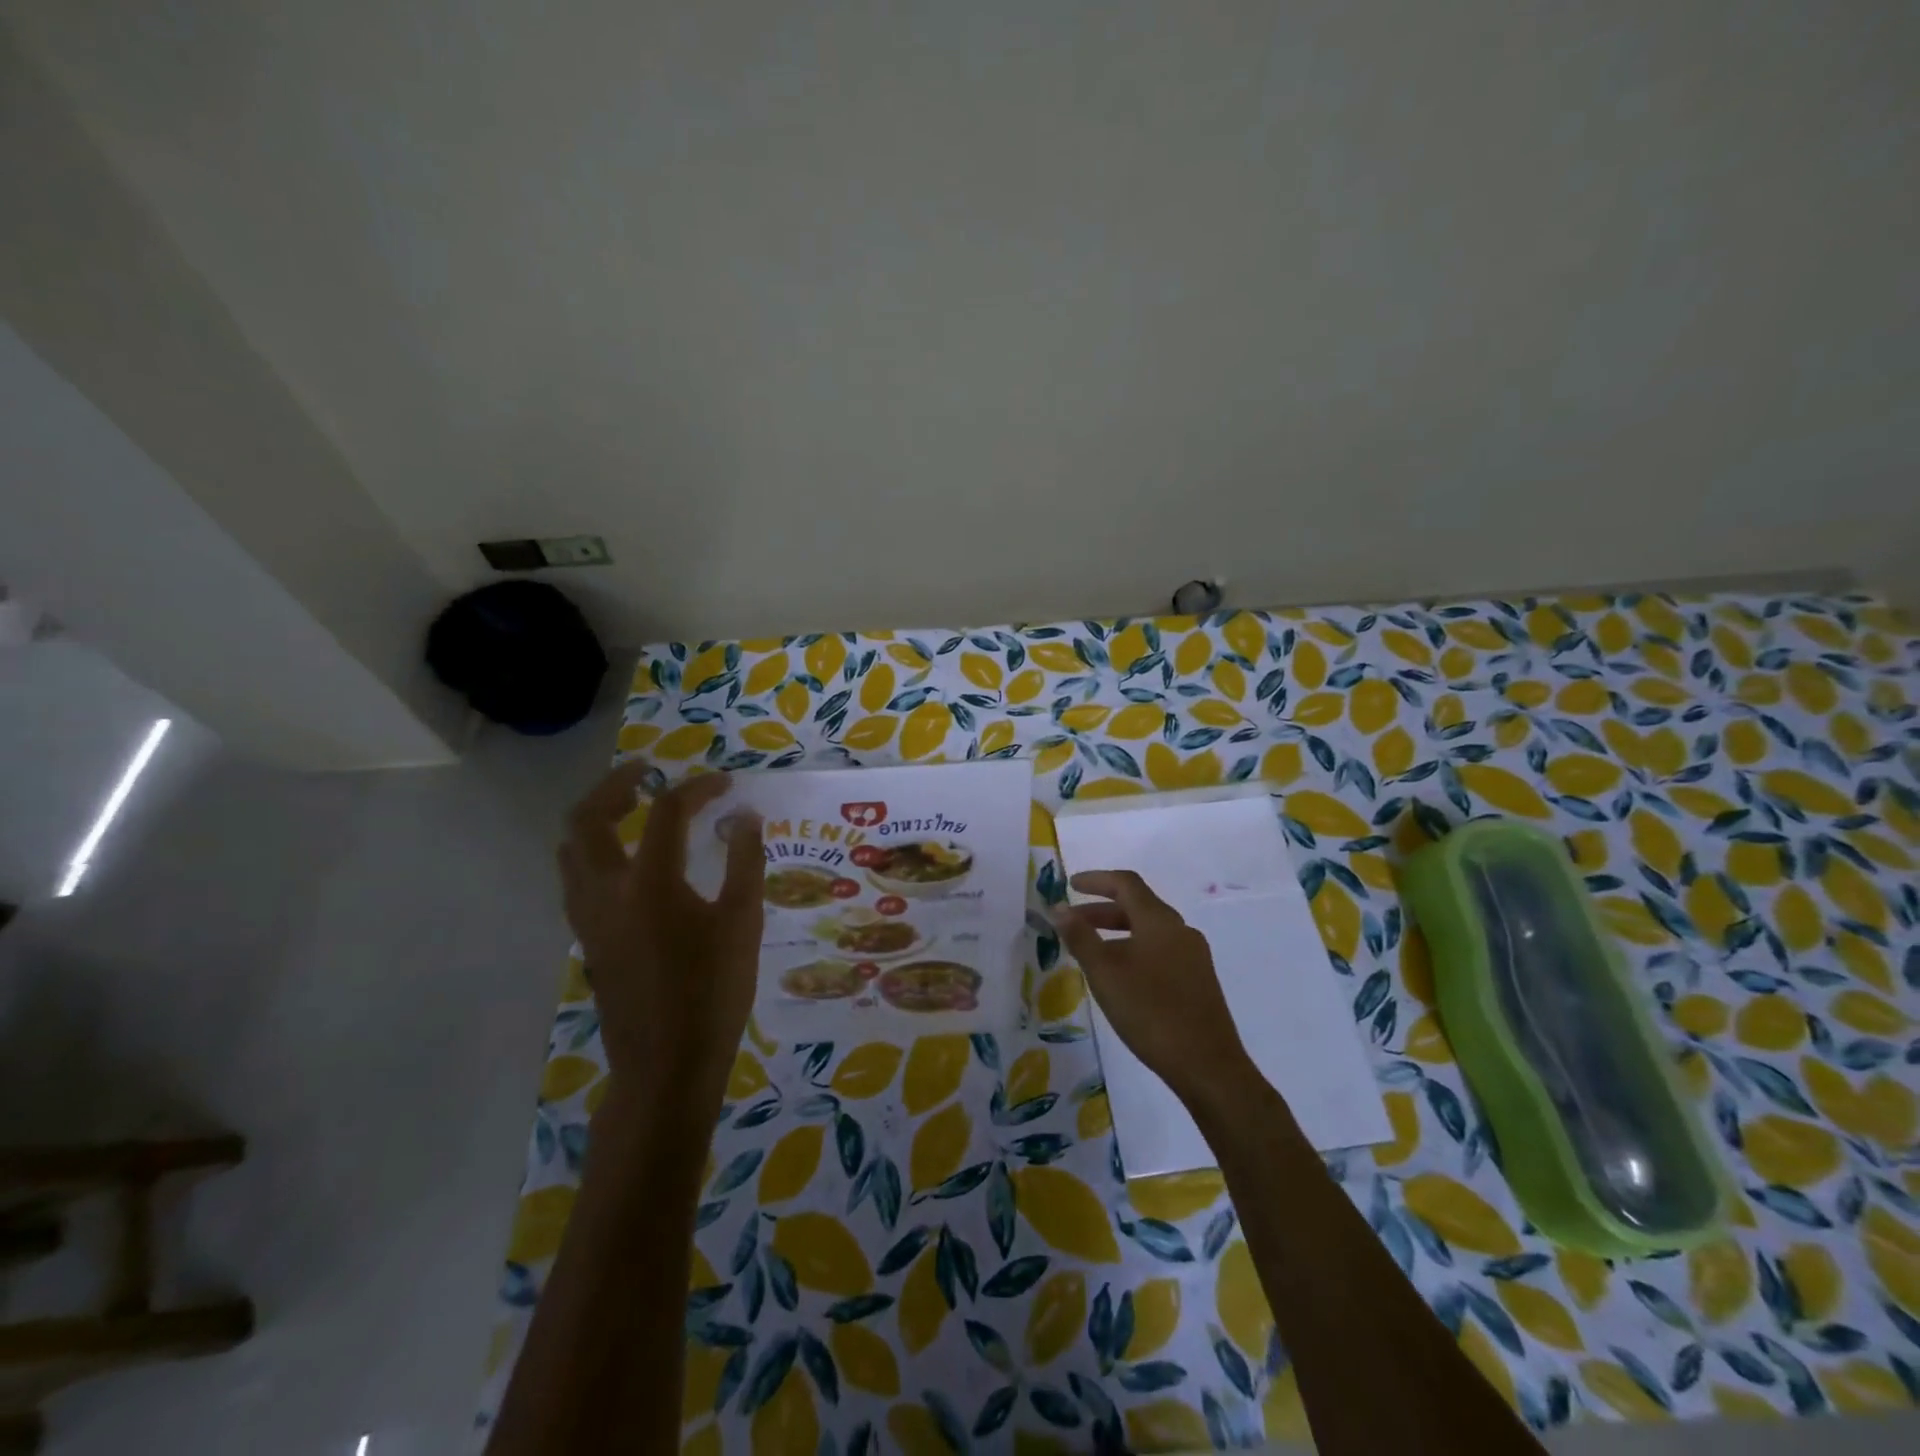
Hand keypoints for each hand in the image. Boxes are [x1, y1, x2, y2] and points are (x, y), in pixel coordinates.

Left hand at [558, 762, 764, 1096]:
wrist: (667, 1064)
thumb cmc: (713, 992)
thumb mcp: (743, 923)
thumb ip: (745, 862)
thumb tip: (745, 816)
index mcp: (650, 883)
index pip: (667, 812)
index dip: (697, 789)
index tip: (725, 784)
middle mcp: (607, 891)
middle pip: (587, 818)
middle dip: (615, 786)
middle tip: (647, 774)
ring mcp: (589, 917)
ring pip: (571, 849)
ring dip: (596, 817)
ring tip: (632, 809)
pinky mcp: (588, 939)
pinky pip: (576, 878)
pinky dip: (595, 852)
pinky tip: (628, 862)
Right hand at [1051, 870, 1256, 1106]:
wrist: (1207, 1065)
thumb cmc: (1150, 1011)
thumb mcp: (1105, 973)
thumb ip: (1080, 937)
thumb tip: (1060, 908)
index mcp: (1159, 920)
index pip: (1126, 883)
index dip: (1096, 880)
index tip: (1070, 885)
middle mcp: (1180, 930)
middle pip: (1138, 905)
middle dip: (1101, 909)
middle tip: (1072, 922)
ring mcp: (1193, 956)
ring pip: (1149, 930)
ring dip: (1117, 931)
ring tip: (1091, 950)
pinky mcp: (1198, 980)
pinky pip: (1160, 950)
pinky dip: (1134, 949)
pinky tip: (1121, 976)